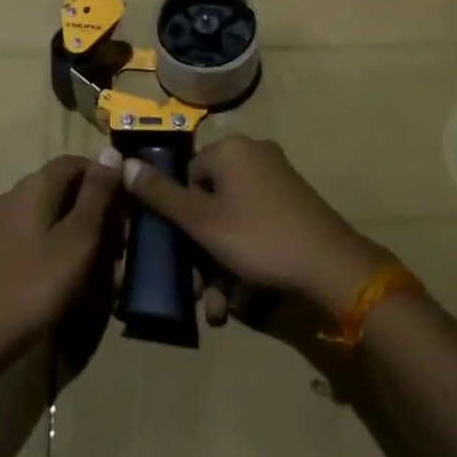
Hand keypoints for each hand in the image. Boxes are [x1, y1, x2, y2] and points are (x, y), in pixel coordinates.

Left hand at [0, 155, 121, 366]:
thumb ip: (97, 193)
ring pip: (59, 217)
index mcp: (36, 185)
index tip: (127, 209)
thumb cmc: (36, 283)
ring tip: (108, 273)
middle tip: (121, 248)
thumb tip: (112, 150)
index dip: (106, 180)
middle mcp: (20, 195)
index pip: (78, 162)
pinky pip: (45, 237)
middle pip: (69, 189)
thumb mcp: (78, 238)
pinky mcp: (7, 249)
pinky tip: (82, 282)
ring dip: (87, 237)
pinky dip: (67, 251)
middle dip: (100, 214)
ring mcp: (10, 223)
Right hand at [121, 134, 390, 321]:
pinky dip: (246, 258)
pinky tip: (244, 297)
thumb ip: (160, 195)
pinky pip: (256, 226)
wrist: (332, 266)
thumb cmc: (259, 238)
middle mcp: (254, 154)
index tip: (181, 254)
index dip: (180, 217)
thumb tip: (124, 164)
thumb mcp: (202, 222)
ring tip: (221, 307)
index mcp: (230, 149)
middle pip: (210, 202)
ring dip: (221, 264)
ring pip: (233, 221)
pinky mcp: (294, 204)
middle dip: (202, 252)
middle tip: (200, 291)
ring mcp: (278, 179)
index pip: (187, 176)